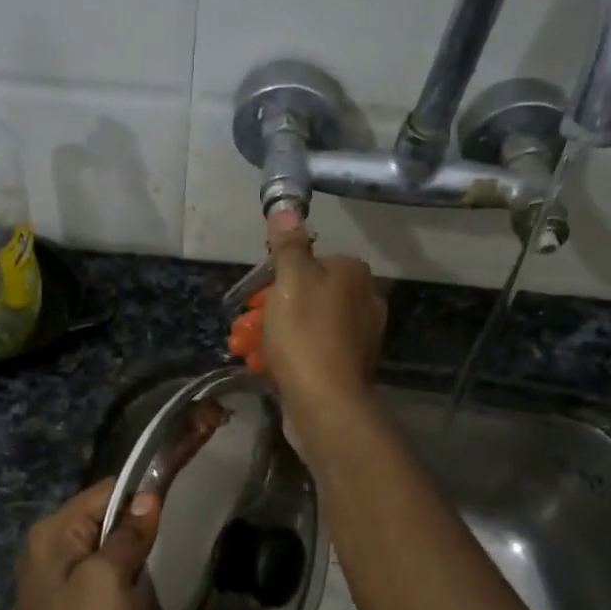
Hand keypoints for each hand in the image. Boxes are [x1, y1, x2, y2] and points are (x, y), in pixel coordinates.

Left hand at [9, 478, 168, 609]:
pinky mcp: (61, 606)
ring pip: (101, 549)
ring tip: (150, 576)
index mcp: (52, 531)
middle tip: (164, 546)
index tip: (173, 507)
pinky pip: (96, 577)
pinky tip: (132, 600)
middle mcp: (45, 547)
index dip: (140, 495)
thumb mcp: (111, 577)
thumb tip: (147, 496)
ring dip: (128, 558)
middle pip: (101, 518)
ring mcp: (51, 578)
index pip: (104, 491)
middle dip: (133, 529)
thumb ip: (128, 533)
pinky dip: (118, 581)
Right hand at [246, 209, 386, 425]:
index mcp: (355, 274)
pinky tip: (266, 367)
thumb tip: (286, 207)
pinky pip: (313, 351)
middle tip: (244, 325)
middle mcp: (365, 301)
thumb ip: (288, 245)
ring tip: (246, 347)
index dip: (280, 275)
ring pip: (308, 324)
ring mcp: (360, 337)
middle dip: (273, 308)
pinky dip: (290, 355)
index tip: (256, 295)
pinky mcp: (349, 367)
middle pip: (309, 294)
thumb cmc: (305, 334)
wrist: (325, 402)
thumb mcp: (290, 280)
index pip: (314, 261)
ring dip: (276, 333)